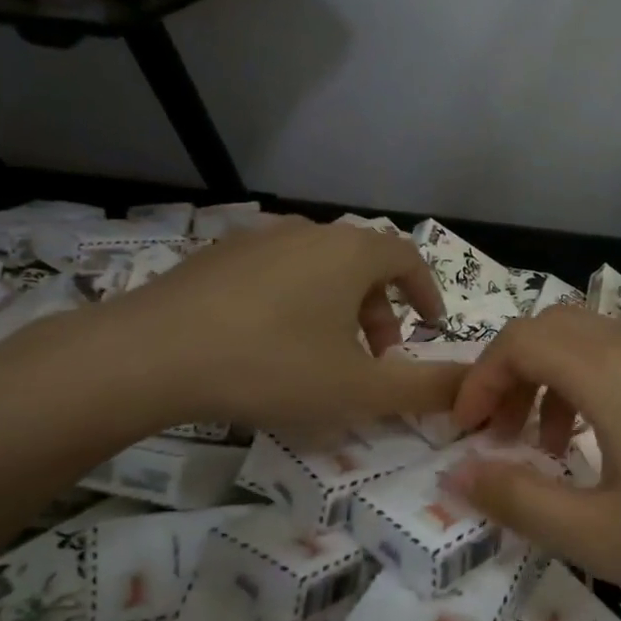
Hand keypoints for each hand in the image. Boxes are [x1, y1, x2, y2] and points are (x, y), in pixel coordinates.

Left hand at [80, 219, 467, 431]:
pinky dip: (294, 300)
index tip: (430, 326)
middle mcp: (309, 231)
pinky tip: (268, 341)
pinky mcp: (216, 255)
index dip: (426, 292)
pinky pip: (276, 271)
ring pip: (318, 267)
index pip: (407, 257)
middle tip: (377, 357)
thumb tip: (472, 385)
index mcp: (350, 252)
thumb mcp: (359, 389)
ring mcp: (257, 238)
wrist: (147, 355)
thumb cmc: (271, 366)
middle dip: (381, 310)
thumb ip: (424, 388)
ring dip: (337, 306)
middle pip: (363, 264)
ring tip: (324, 352)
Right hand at [445, 307, 620, 617]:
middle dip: (513, 373)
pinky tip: (615, 443)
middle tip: (503, 433)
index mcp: (609, 371)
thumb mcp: (599, 535)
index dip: (480, 378)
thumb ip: (519, 500)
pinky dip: (598, 382)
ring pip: (594, 339)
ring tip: (556, 447)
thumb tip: (460, 473)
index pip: (520, 340)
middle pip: (553, 328)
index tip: (468, 432)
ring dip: (557, 379)